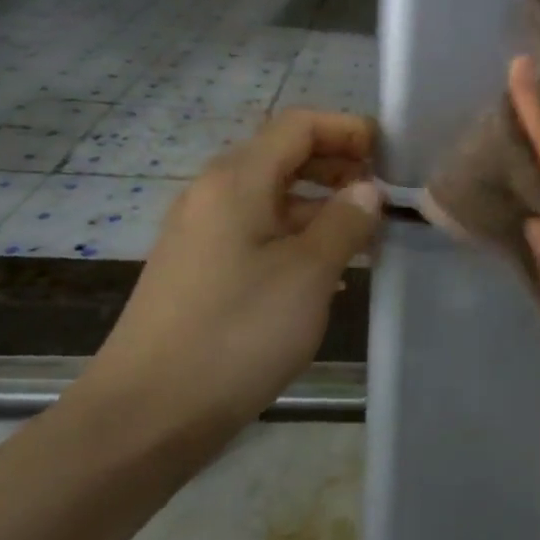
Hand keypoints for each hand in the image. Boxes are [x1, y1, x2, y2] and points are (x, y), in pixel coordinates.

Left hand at [71, 111, 382, 456]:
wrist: (147, 414)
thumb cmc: (237, 333)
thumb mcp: (308, 273)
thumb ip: (345, 221)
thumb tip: (367, 190)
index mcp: (237, 180)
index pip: (299, 125)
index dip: (348, 130)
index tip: (391, 157)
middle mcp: (213, 193)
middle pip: (284, 156)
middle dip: (338, 166)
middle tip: (384, 196)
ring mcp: (202, 232)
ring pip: (273, 198)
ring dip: (321, 206)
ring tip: (366, 236)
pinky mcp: (199, 268)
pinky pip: (257, 231)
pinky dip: (297, 235)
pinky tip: (326, 270)